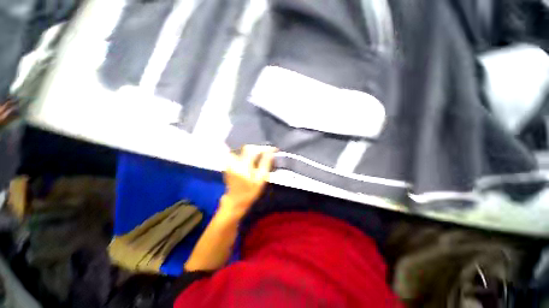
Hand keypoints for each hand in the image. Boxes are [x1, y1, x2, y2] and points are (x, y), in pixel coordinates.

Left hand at [219, 145, 275, 219]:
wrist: (236, 201)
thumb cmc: (250, 192)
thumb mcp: (261, 180)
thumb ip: (265, 164)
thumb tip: (270, 152)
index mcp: (243, 166)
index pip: (253, 150)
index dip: (263, 148)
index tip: (272, 149)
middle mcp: (234, 162)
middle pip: (247, 148)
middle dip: (257, 149)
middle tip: (266, 153)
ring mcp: (230, 163)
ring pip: (243, 150)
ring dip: (252, 151)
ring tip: (259, 156)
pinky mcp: (228, 164)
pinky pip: (239, 154)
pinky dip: (246, 155)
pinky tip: (251, 160)